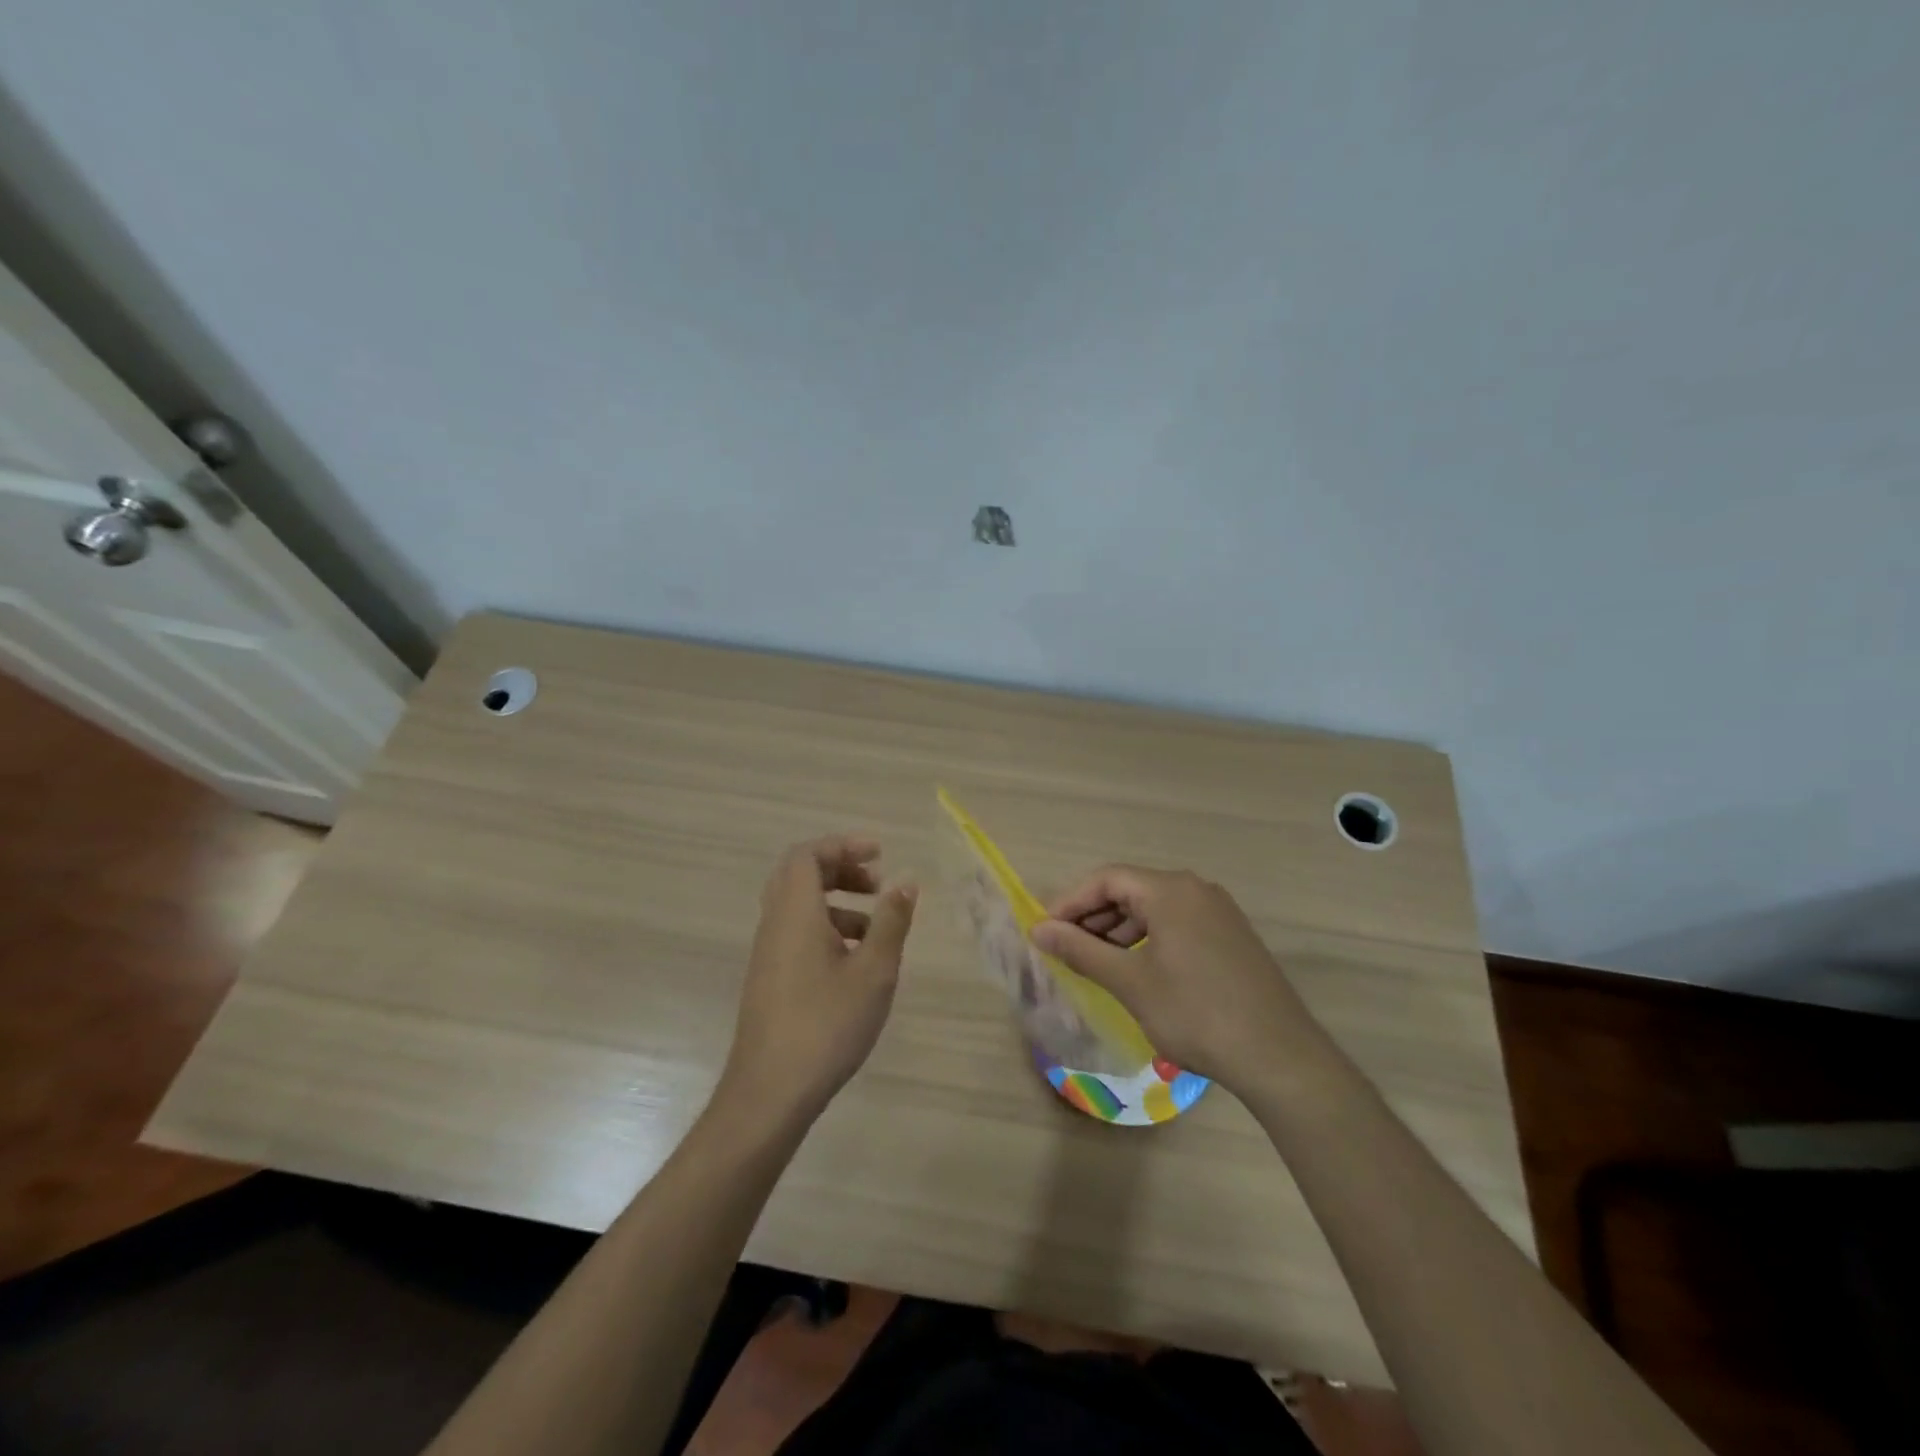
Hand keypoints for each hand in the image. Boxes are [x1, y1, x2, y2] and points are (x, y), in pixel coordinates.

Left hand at [721, 835, 917, 1118]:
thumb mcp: (873, 971)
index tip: (880, 855)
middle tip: (876, 883)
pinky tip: (855, 963)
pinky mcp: (769, 978)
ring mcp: (768, 953)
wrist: (770, 1092)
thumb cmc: (826, 1024)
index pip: (808, 855)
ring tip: (876, 929)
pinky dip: (826, 929)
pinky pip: (796, 933)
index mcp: (795, 912)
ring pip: (799, 906)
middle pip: (800, 875)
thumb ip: (892, 922)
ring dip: (837, 903)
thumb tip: (905, 882)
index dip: (843, 845)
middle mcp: (775, 923)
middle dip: (841, 869)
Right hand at [1030, 865, 1323, 1094]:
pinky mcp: (1230, 936)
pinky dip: (1147, 940)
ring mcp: (1218, 912)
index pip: (1106, 879)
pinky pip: (1176, 924)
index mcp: (1171, 890)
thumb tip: (1038, 930)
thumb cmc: (1195, 1014)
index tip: (1045, 932)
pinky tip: (1135, 971)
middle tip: (1065, 949)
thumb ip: (1081, 950)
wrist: (1279, 1056)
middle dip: (1093, 917)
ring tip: (1095, 964)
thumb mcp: (1130, 982)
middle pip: (1130, 890)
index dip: (1070, 902)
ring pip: (1154, 909)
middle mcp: (1196, 889)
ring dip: (1119, 931)